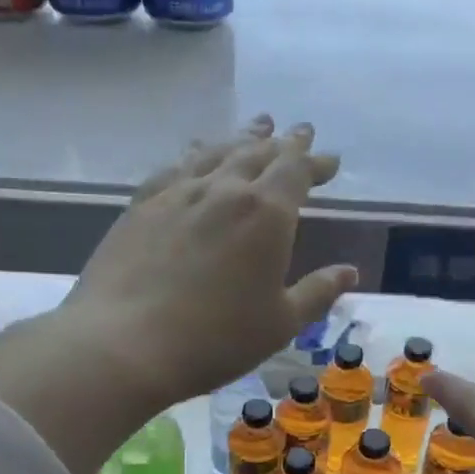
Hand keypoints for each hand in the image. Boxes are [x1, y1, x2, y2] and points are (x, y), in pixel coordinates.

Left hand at [62, 115, 357, 405]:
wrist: (125, 344)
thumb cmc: (216, 339)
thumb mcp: (280, 324)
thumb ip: (317, 293)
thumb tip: (349, 272)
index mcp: (266, 214)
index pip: (297, 171)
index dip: (315, 162)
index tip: (329, 160)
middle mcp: (224, 190)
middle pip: (259, 152)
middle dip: (285, 143)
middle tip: (299, 133)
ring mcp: (178, 193)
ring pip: (217, 152)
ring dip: (242, 139)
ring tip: (257, 129)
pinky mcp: (142, 205)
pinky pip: (176, 166)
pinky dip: (195, 154)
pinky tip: (196, 155)